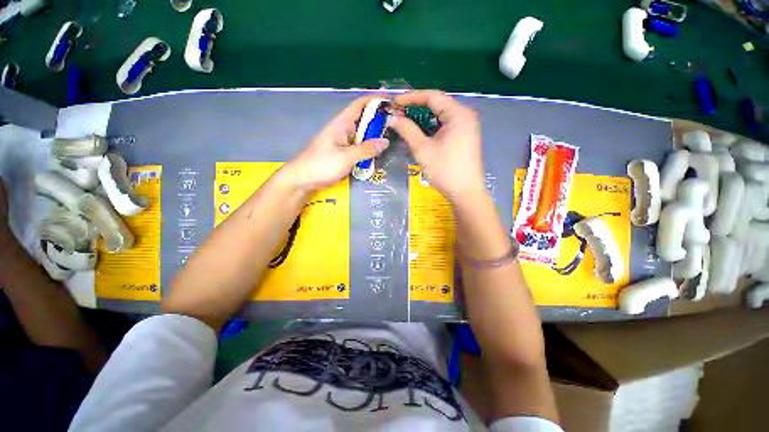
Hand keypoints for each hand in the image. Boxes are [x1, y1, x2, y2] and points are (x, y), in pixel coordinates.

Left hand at [283, 95, 390, 191]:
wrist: (303, 179)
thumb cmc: (322, 164)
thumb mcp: (346, 157)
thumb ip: (366, 150)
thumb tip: (386, 141)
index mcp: (342, 123)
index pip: (360, 104)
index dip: (375, 99)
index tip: (392, 101)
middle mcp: (344, 130)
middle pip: (364, 119)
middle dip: (380, 119)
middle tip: (399, 124)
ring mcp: (344, 142)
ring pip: (363, 135)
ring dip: (376, 136)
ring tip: (394, 137)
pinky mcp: (344, 153)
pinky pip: (360, 147)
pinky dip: (370, 148)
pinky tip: (380, 153)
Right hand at [389, 91, 485, 202]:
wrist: (465, 193)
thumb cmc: (444, 170)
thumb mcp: (422, 149)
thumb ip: (407, 130)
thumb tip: (393, 118)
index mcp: (458, 114)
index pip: (432, 96)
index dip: (410, 97)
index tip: (394, 102)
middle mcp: (465, 116)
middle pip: (438, 105)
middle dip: (416, 108)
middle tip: (398, 113)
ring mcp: (467, 127)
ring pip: (441, 116)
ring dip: (423, 118)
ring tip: (405, 122)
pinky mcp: (465, 138)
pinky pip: (446, 126)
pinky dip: (431, 127)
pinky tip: (420, 133)